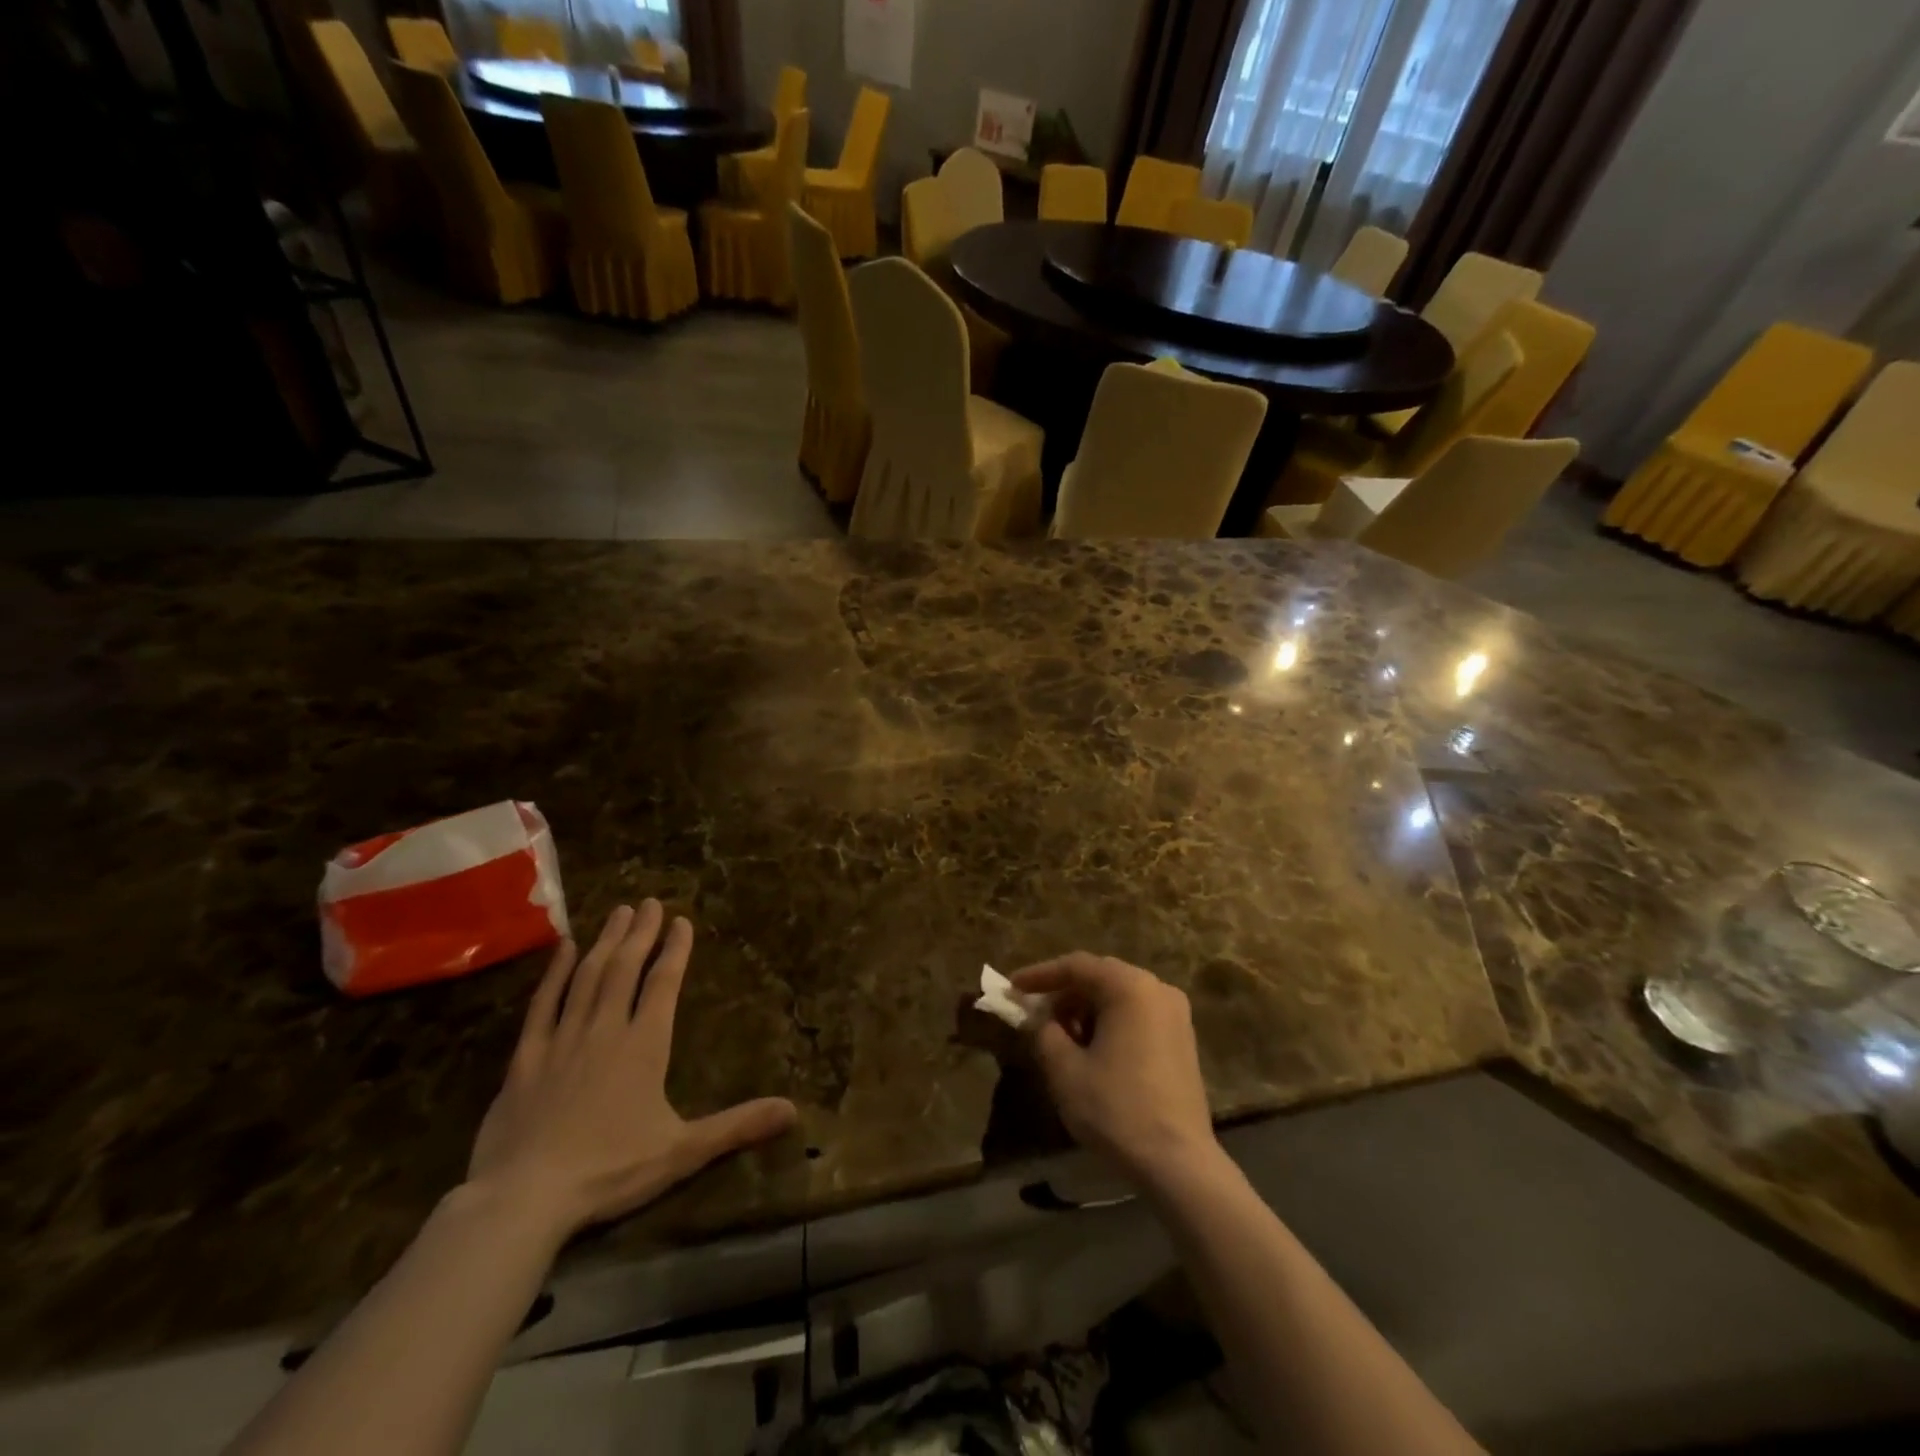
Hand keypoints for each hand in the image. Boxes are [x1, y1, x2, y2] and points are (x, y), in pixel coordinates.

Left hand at [466, 902, 797, 1241]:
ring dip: (606, 941)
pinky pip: (542, 1004)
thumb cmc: (610, 1170)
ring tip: (619, 912)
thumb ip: (737, 1126)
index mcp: (644, 1045)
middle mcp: (605, 1029)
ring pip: (587, 977)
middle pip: (625, 968)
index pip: (663, 983)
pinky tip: (562, 949)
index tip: (682, 921)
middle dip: (641, 933)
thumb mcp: (682, 1152)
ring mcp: (562, 1040)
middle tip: (649, 901)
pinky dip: (554, 973)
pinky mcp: (525, 1059)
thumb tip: (793, 1110)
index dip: (675, 950)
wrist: (523, 1198)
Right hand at [1012, 953, 1218, 1185]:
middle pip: (1100, 977)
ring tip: (1061, 1036)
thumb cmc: (1116, 1108)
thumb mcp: (1065, 1070)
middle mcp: (1157, 989)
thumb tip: (1040, 1020)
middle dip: (1063, 992)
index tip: (1012, 988)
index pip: (1076, 966)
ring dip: (1086, 1009)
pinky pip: (1137, 1015)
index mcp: (1130, 987)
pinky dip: (1110, 1022)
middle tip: (1034, 1013)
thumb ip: (1044, 1033)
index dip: (1040, 975)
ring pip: (1119, 996)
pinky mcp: (1182, 1039)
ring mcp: (1175, 1014)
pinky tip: (1093, 1049)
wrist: (1178, 1162)